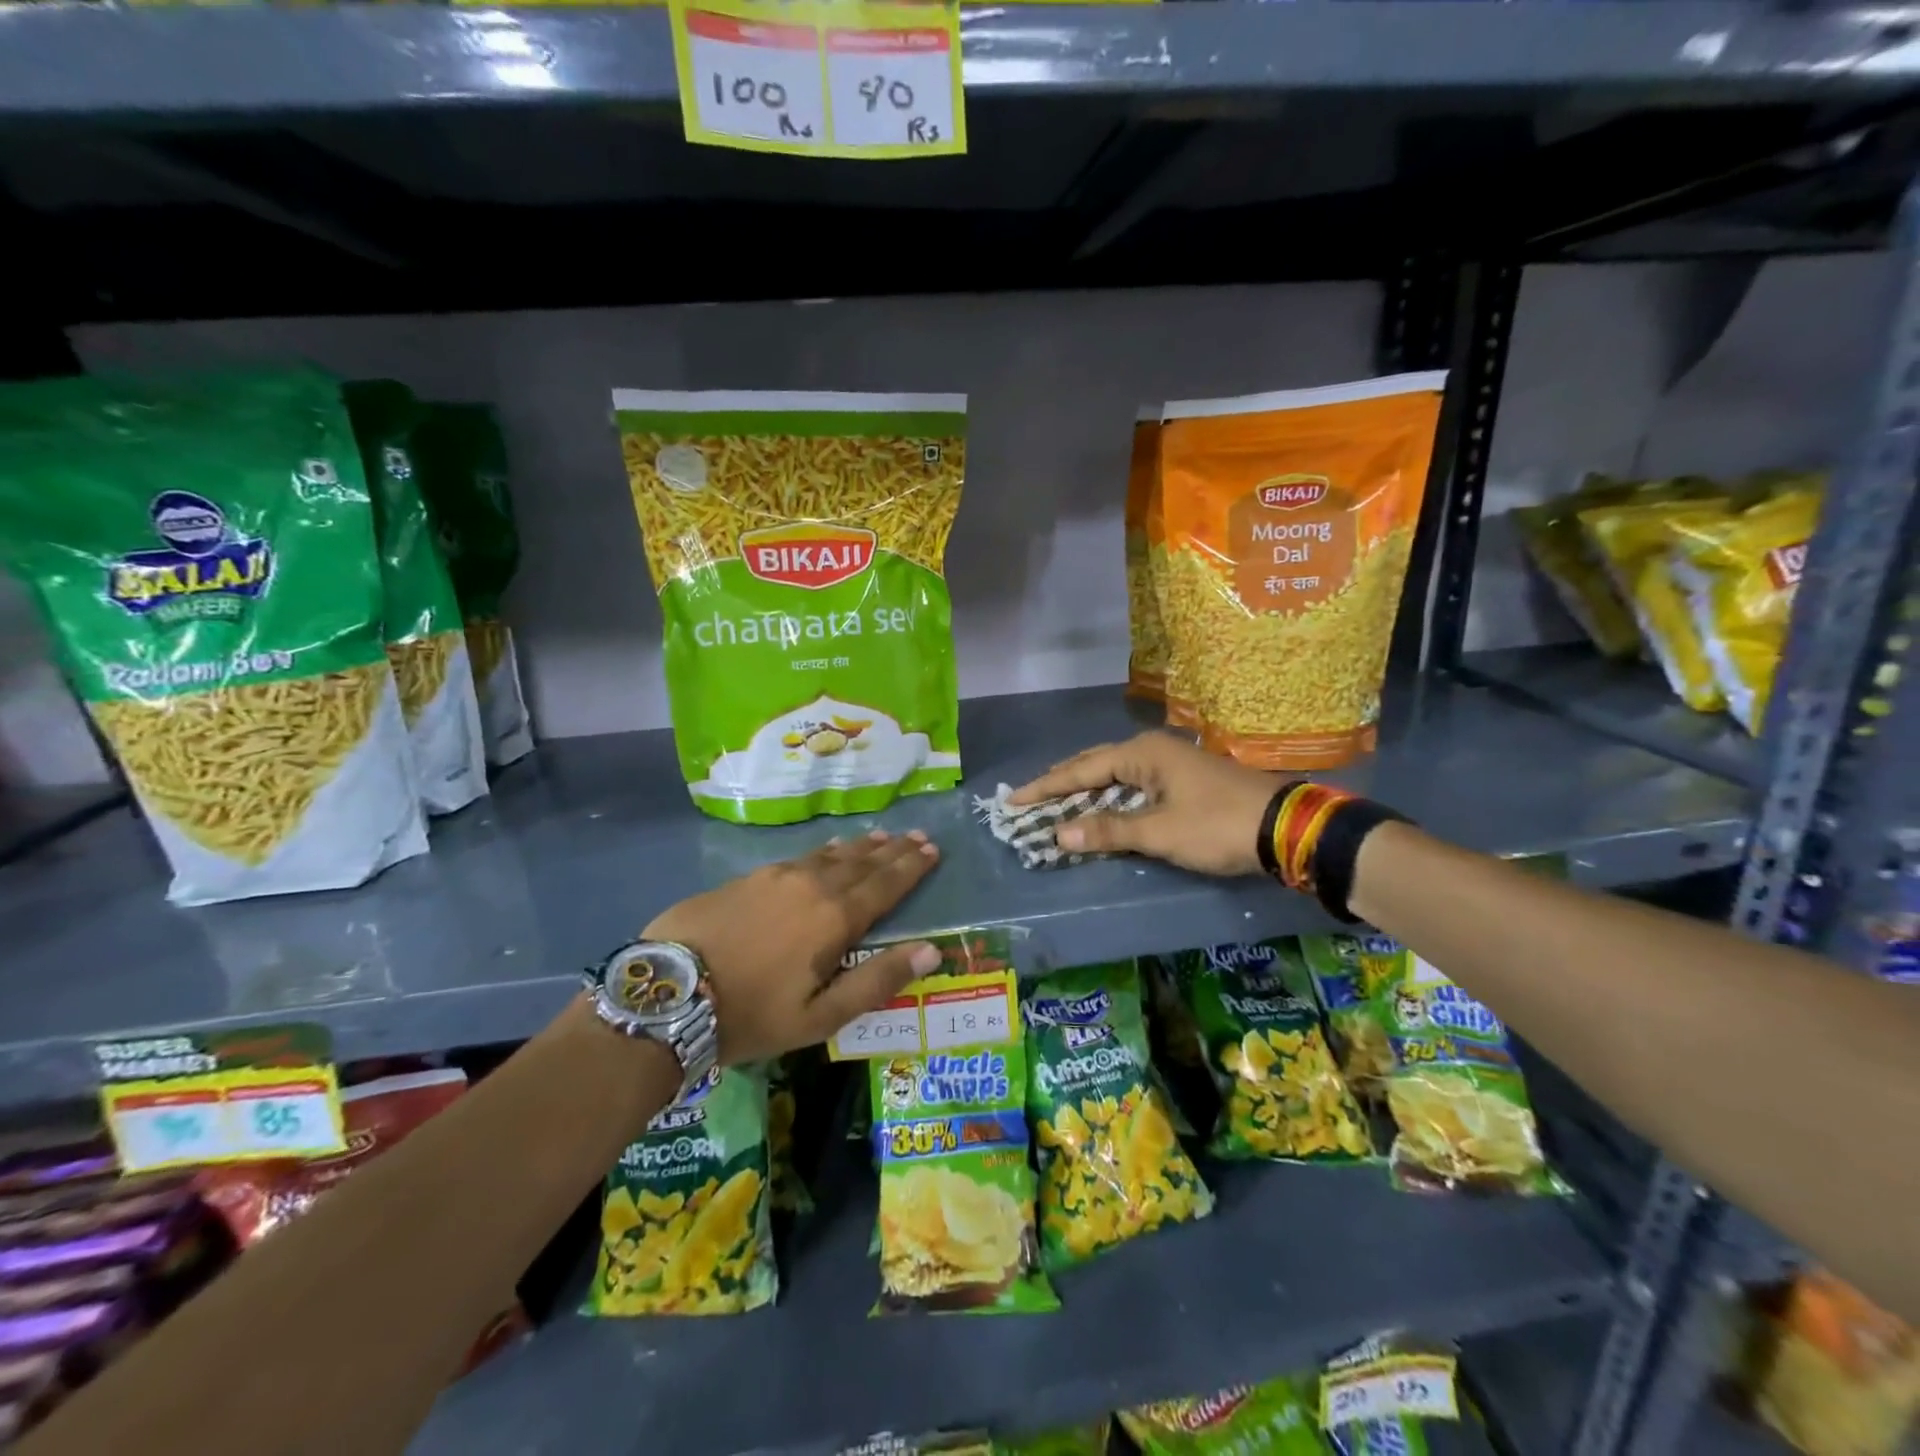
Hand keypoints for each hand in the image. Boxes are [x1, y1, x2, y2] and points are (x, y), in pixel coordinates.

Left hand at [644, 829, 942, 1064]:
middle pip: (862, 862)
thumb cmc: (751, 1013)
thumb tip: (930, 950)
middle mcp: (812, 885)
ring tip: (880, 836)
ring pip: (830, 855)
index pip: (885, 885)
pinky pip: (800, 856)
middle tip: (917, 836)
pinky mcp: (747, 877)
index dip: (911, 867)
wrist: (668, 993)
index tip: (932, 850)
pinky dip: (824, 851)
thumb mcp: (820, 1016)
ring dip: (860, 846)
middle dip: (893, 850)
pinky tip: (827, 849)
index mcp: (835, 919)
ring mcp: (777, 876)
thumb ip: (876, 981)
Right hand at [1008, 732, 1278, 876]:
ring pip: (1115, 773)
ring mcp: (1170, 763)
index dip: (1045, 787)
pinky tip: (1102, 806)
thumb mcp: (1161, 833)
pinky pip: (1133, 783)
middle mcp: (1152, 750)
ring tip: (1056, 799)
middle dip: (1061, 782)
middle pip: (1095, 764)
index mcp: (1142, 754)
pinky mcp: (1183, 780)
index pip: (1080, 770)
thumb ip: (1109, 831)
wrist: (1287, 827)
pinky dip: (1110, 796)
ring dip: (1085, 789)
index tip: (1013, 800)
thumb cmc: (1218, 826)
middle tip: (1029, 797)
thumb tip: (1059, 834)